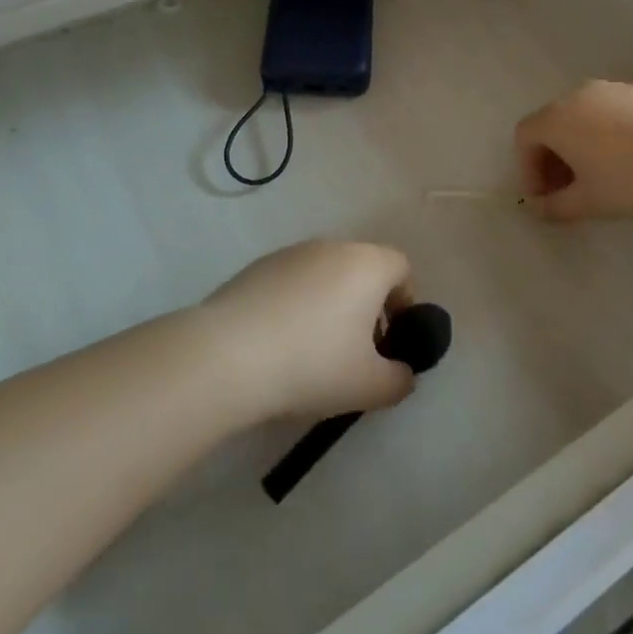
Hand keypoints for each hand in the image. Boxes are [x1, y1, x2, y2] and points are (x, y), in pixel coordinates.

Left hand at [201, 239, 416, 421]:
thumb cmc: (312, 364)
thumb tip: (402, 373)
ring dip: (331, 304)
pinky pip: (293, 282)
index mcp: (367, 264)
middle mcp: (333, 246)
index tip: (392, 341)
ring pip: (326, 274)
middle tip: (356, 352)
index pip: (401, 269)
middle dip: (367, 307)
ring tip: (313, 351)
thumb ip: (399, 380)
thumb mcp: (369, 387)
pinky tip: (279, 343)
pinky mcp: (258, 266)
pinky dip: (296, 305)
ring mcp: (292, 252)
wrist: (227, 356)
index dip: (405, 303)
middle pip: (363, 269)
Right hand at [515, 80, 632, 221]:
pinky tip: (627, 159)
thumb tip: (539, 209)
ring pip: (580, 116)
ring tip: (597, 176)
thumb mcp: (590, 202)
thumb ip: (556, 207)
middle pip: (550, 123)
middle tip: (566, 191)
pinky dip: (603, 133)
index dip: (527, 169)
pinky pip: (607, 111)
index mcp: (558, 117)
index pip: (525, 137)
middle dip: (551, 158)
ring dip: (577, 145)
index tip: (544, 198)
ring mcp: (611, 89)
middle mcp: (578, 95)